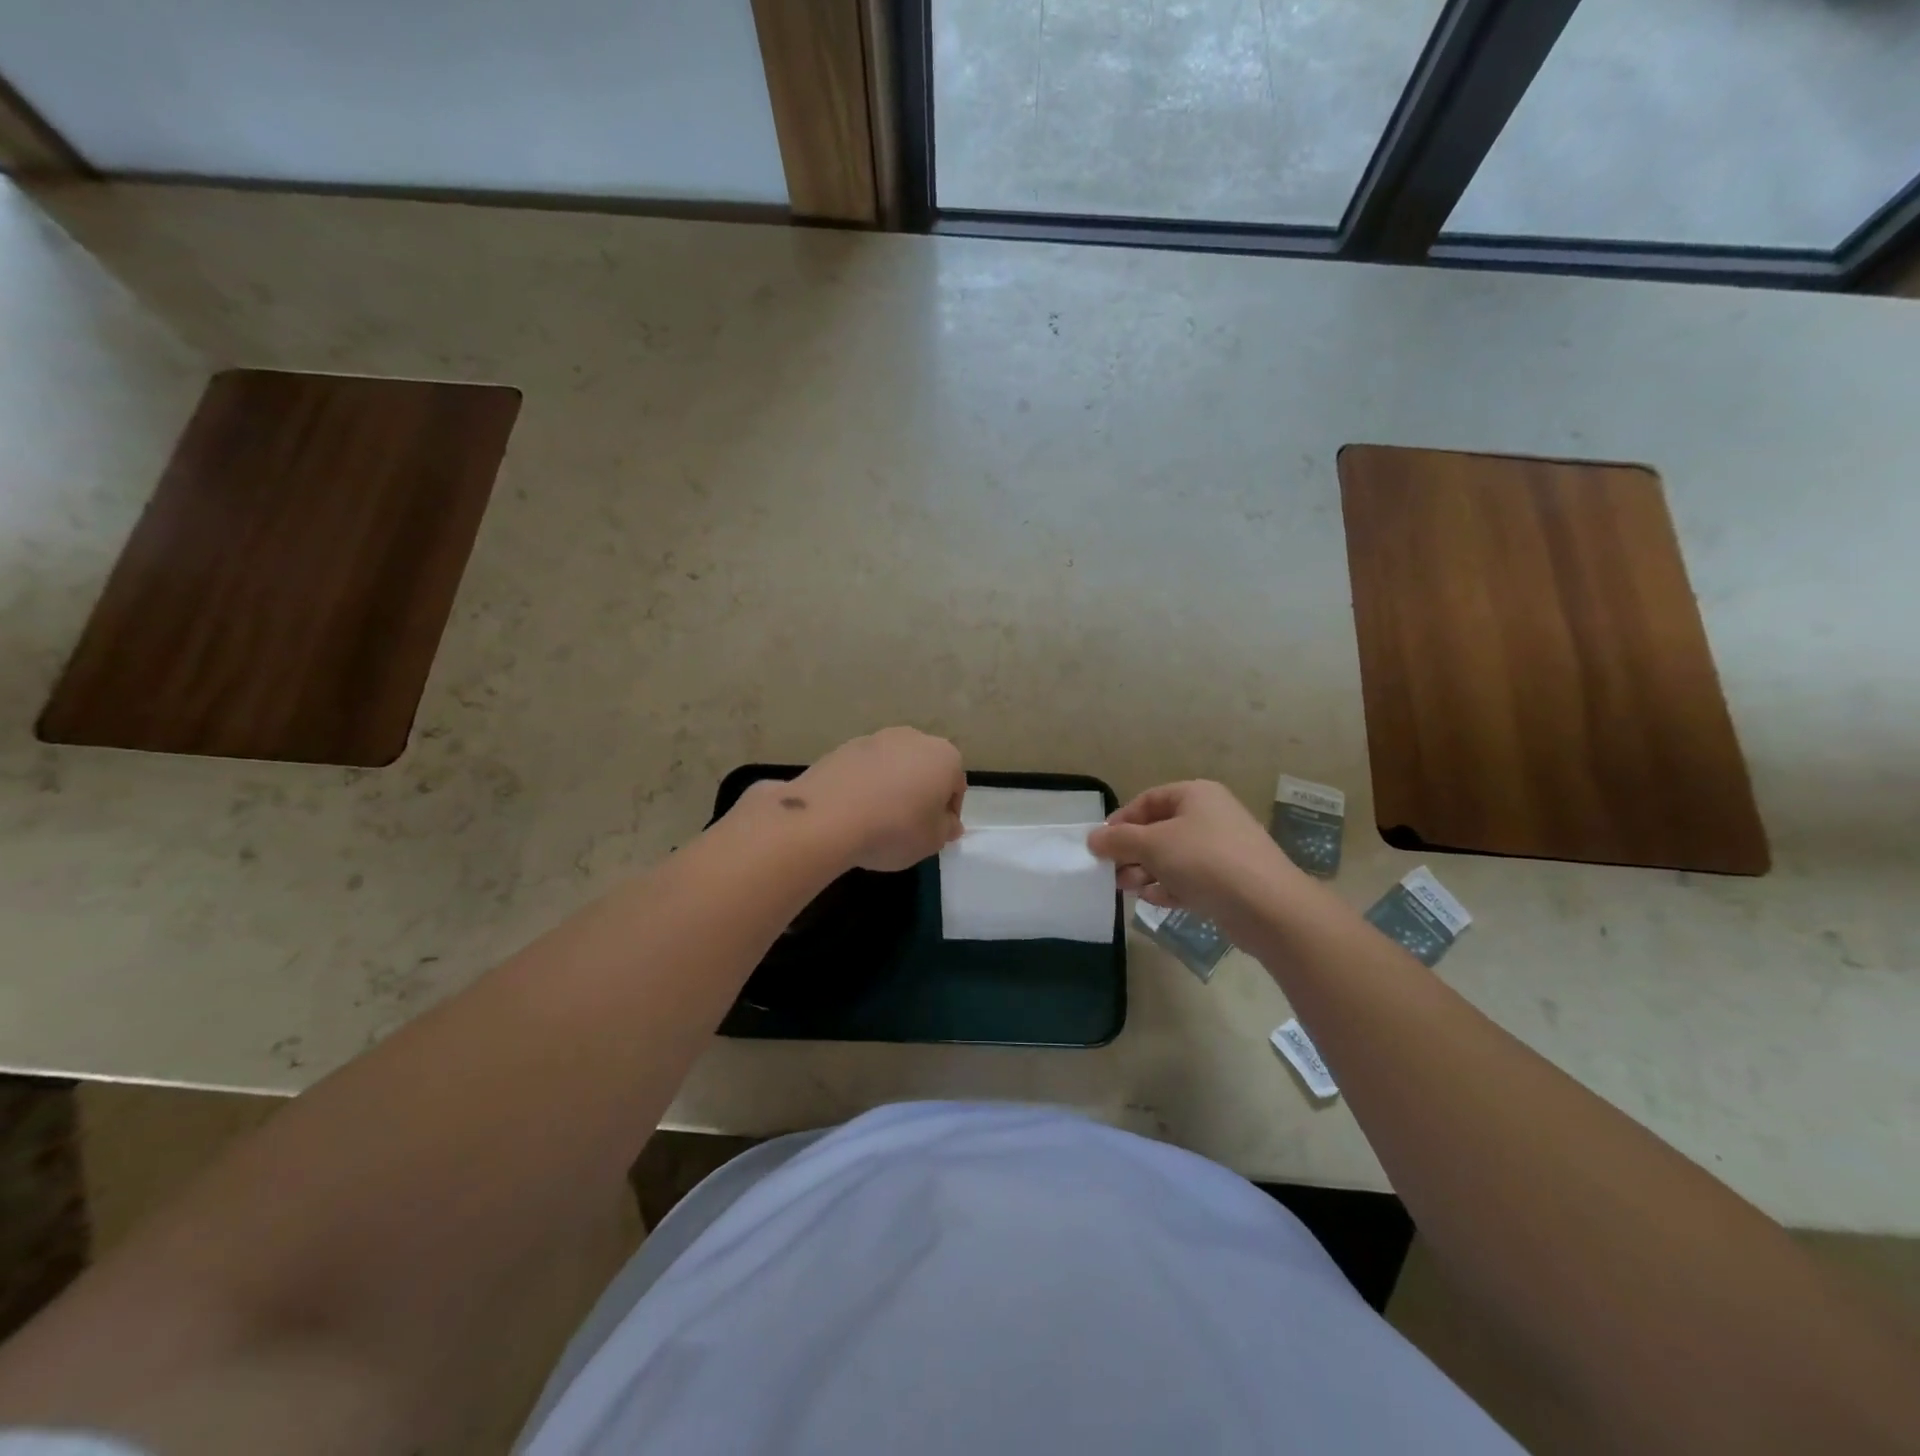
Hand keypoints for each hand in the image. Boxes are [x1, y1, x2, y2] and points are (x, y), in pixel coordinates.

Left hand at [774, 728, 965, 871]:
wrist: (828, 817)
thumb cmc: (895, 828)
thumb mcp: (932, 841)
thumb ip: (946, 829)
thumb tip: (948, 823)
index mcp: (944, 756)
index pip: (956, 786)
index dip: (948, 814)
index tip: (934, 835)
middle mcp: (913, 738)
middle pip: (924, 769)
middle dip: (920, 794)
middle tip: (908, 826)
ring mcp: (875, 738)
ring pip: (893, 766)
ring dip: (891, 787)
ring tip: (877, 819)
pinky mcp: (843, 747)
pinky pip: (864, 769)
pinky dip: (864, 785)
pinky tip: (853, 811)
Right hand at [1087, 781, 1302, 929]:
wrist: (1267, 906)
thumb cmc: (1205, 861)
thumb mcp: (1153, 844)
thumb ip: (1118, 840)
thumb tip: (1093, 838)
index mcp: (1195, 795)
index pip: (1147, 801)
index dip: (1121, 821)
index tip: (1101, 844)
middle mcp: (1210, 816)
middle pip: (1159, 830)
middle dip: (1132, 851)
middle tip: (1111, 872)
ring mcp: (1222, 849)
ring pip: (1173, 857)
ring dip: (1146, 871)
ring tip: (1127, 889)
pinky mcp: (1228, 881)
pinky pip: (1190, 878)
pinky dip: (1169, 887)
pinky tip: (1153, 900)